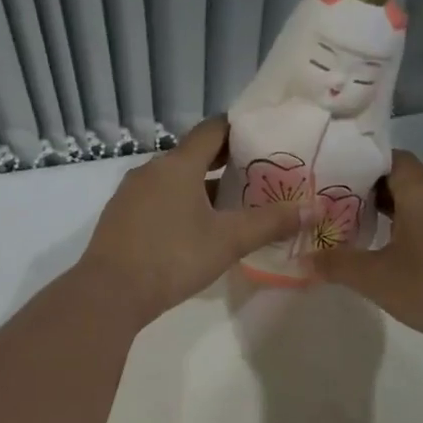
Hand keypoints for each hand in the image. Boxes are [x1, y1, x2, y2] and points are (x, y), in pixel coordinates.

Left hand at [77, 118, 310, 322]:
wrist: (110, 293)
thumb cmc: (173, 258)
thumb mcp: (228, 241)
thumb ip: (270, 223)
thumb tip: (312, 208)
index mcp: (178, 165)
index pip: (213, 130)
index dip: (240, 129)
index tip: (265, 137)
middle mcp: (151, 170)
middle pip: (193, 155)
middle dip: (224, 162)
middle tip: (257, 174)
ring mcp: (131, 194)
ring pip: (174, 180)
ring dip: (201, 187)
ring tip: (231, 205)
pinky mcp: (120, 218)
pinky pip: (157, 200)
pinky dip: (179, 205)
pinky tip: (194, 229)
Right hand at [314, 152, 422, 354]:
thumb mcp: (375, 280)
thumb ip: (337, 266)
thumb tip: (302, 260)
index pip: (394, 160)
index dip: (367, 166)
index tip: (343, 181)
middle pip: (411, 184)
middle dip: (380, 197)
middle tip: (349, 215)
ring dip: (406, 219)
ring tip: (378, 241)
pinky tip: (417, 264)